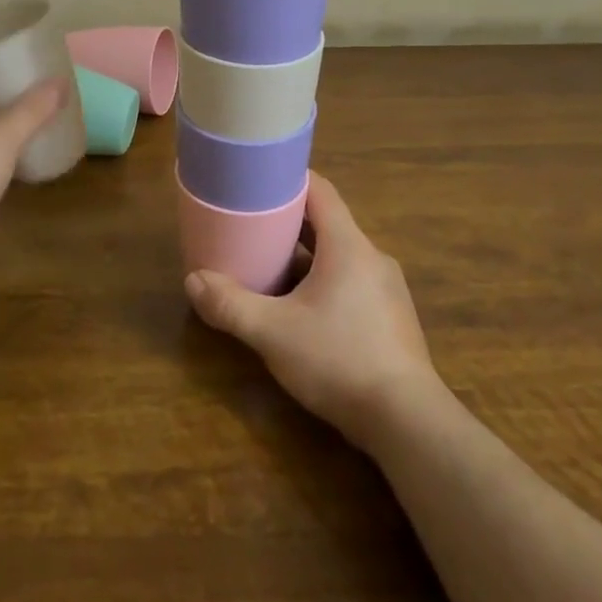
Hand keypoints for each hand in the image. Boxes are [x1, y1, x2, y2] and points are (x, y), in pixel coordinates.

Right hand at [185, 172, 440, 450]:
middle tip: (251, 227)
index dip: (289, 180)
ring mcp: (386, 289)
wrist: (407, 422)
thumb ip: (230, 305)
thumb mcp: (273, 332)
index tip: (258, 181)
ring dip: (306, 257)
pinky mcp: (391, 318)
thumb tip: (193, 281)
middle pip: (327, 223)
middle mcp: (371, 258)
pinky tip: (302, 310)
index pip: (320, 191)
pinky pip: (352, 283)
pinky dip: (324, 283)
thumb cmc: (339, 360)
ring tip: (270, 268)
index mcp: (348, 245)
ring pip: (339, 257)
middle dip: (289, 223)